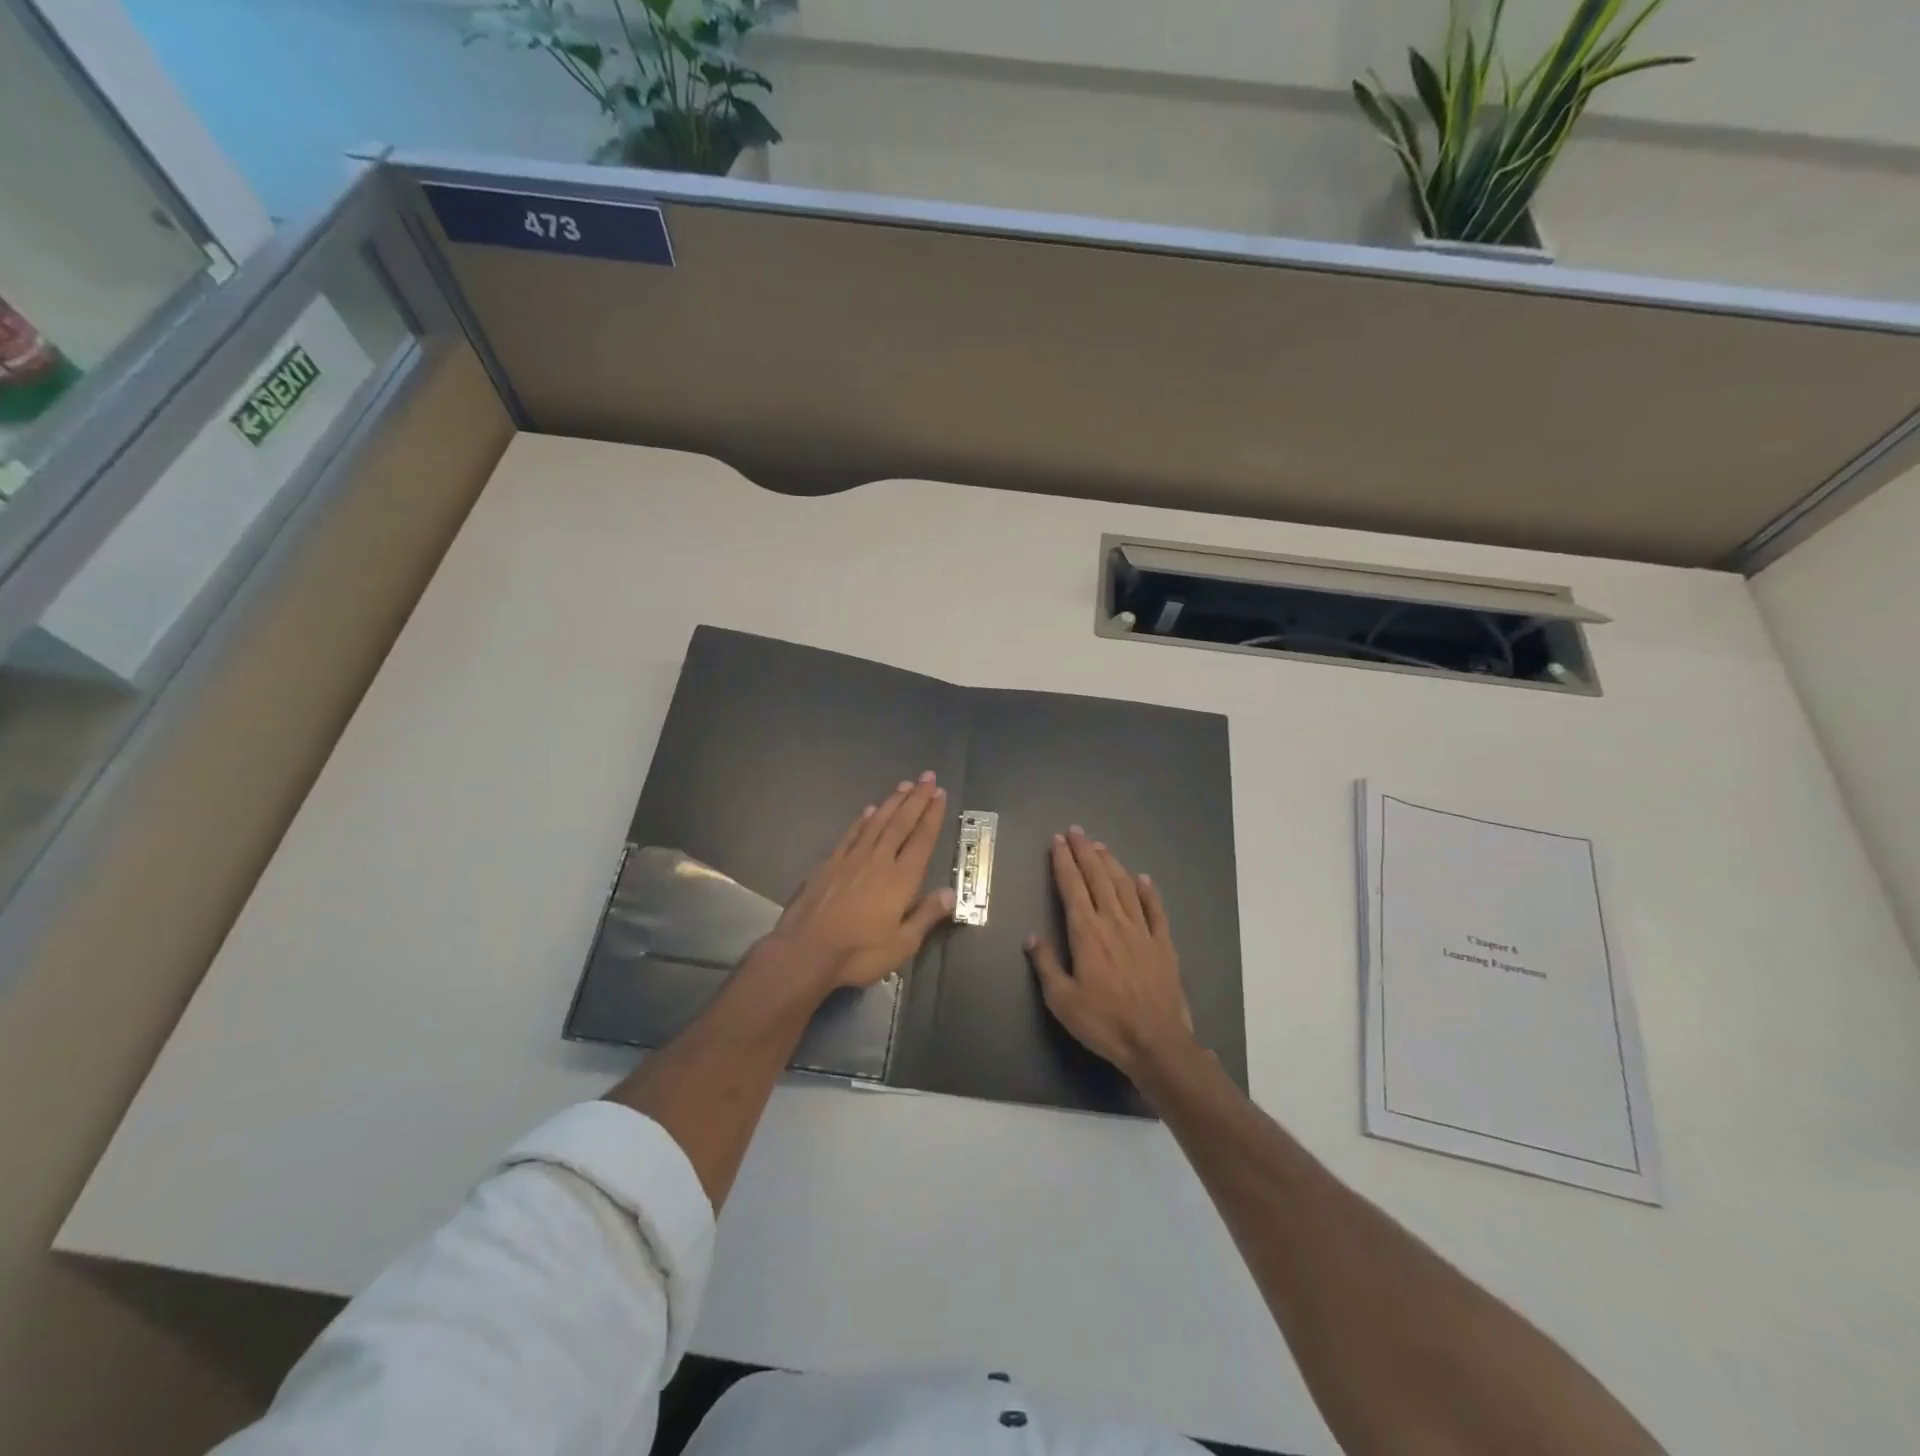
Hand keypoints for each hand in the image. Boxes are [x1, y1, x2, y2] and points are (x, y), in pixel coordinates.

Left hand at [760, 772, 954, 993]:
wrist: (805, 950)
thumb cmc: (859, 952)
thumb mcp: (902, 944)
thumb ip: (926, 915)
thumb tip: (951, 892)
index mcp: (901, 879)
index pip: (922, 839)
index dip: (932, 815)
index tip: (940, 794)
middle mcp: (879, 860)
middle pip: (901, 823)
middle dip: (916, 798)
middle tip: (927, 777)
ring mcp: (851, 859)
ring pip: (876, 822)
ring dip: (892, 802)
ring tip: (904, 785)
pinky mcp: (829, 863)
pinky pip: (851, 834)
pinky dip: (862, 819)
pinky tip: (868, 810)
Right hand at [1025, 826, 1197, 1081]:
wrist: (1156, 1042)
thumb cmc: (1104, 1022)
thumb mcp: (1062, 1000)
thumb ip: (1046, 965)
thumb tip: (1032, 937)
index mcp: (1086, 933)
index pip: (1072, 888)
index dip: (1063, 862)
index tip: (1057, 842)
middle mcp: (1114, 922)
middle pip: (1098, 878)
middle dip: (1085, 852)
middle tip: (1076, 831)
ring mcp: (1142, 931)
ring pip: (1124, 887)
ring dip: (1111, 864)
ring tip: (1101, 847)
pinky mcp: (1163, 944)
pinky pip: (1155, 910)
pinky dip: (1148, 891)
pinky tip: (1142, 878)